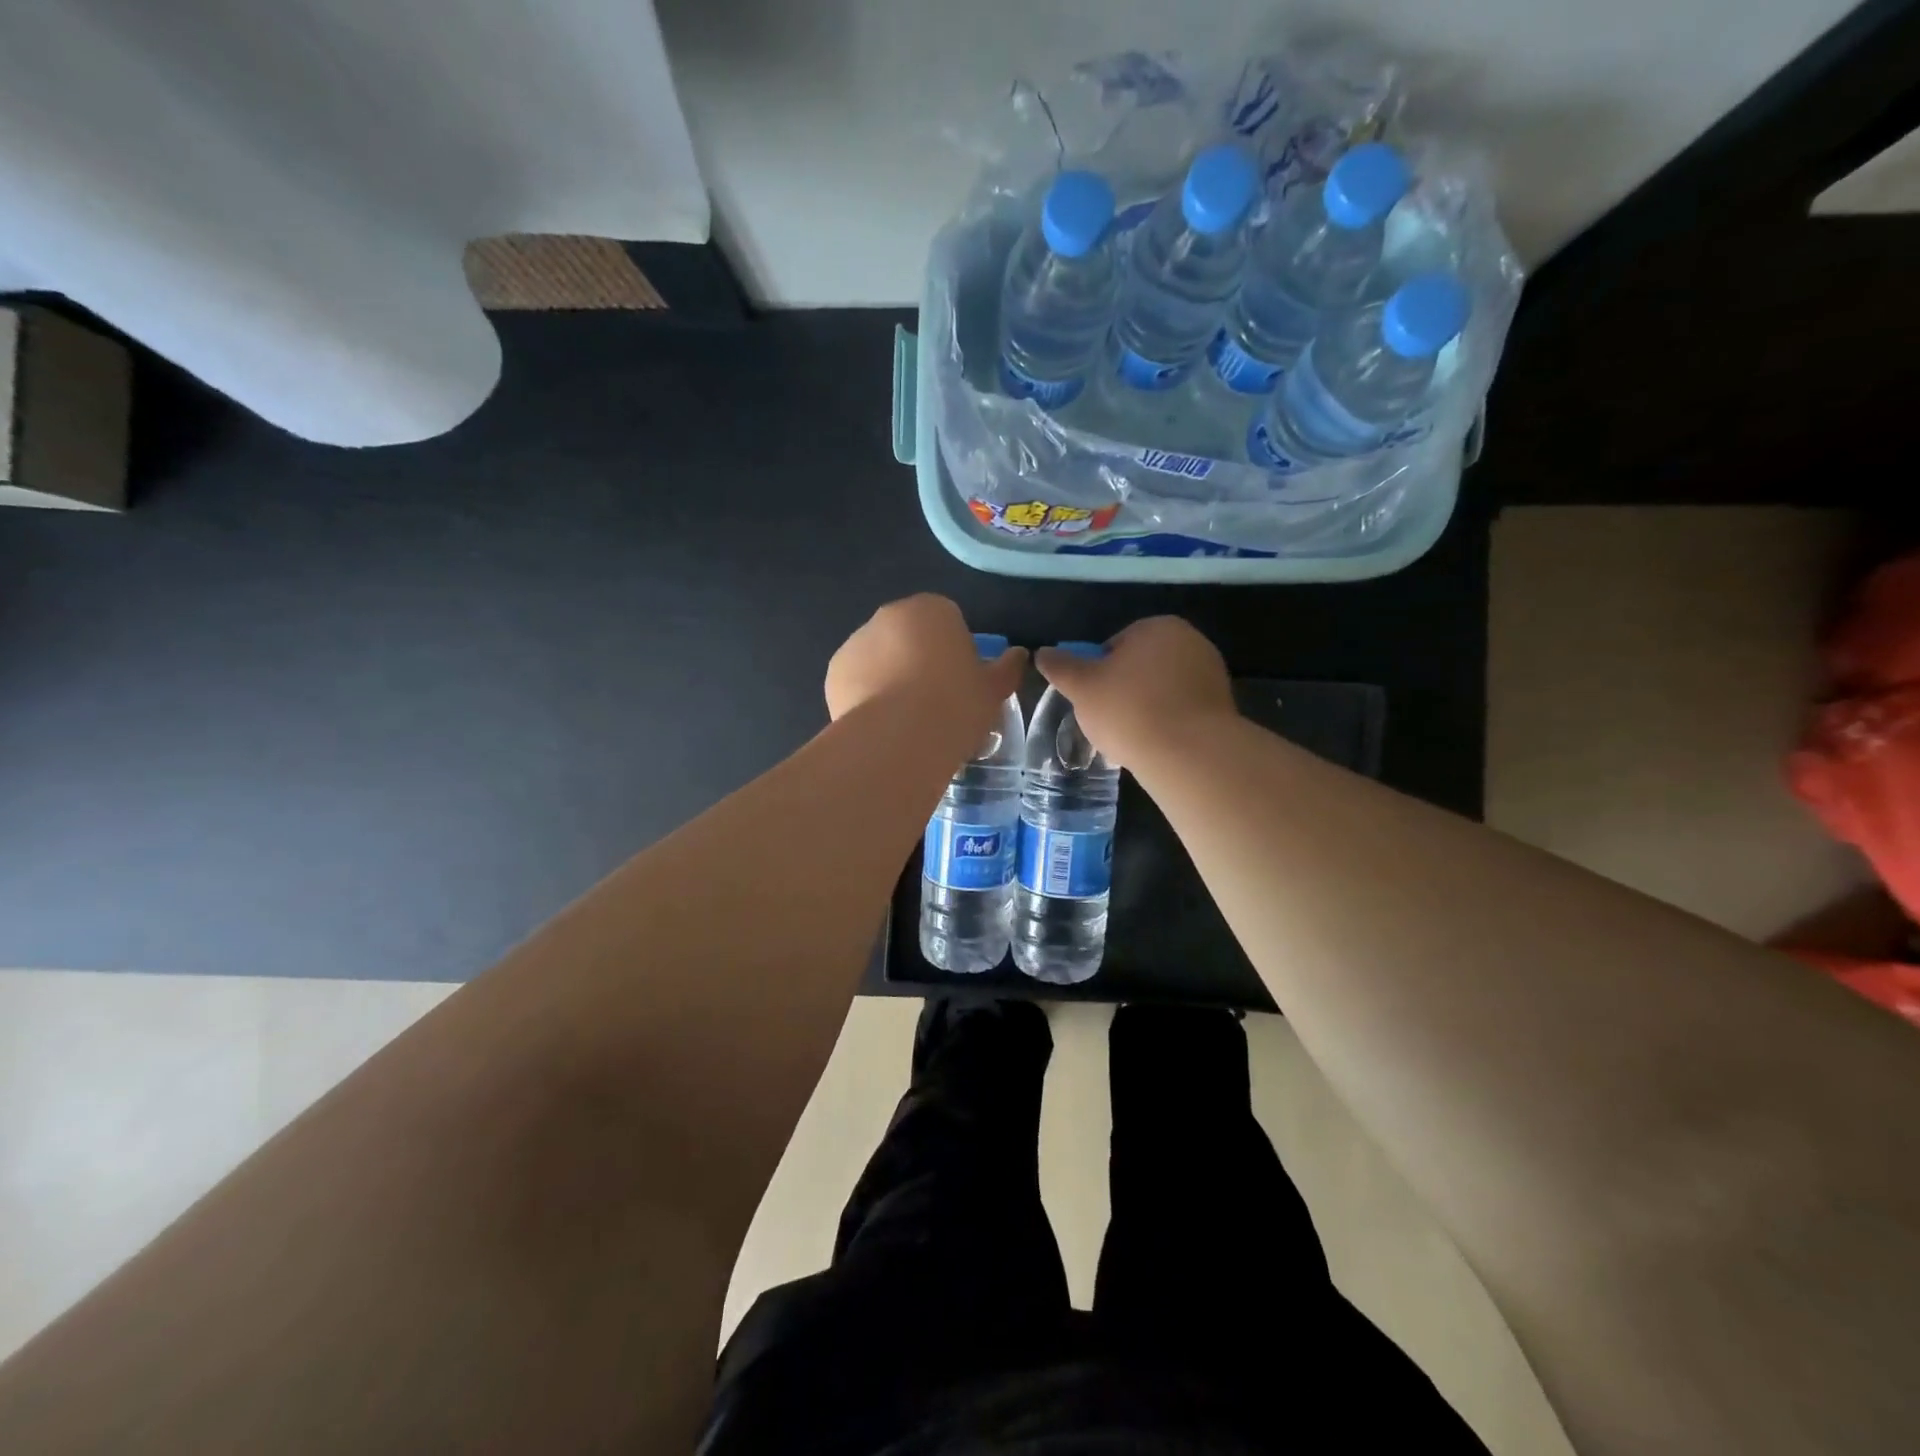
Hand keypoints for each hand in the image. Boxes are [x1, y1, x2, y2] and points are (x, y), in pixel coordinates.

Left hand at [826, 594, 1026, 724]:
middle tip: (935, 702)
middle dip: (919, 660)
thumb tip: (1018, 655)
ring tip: (906, 719)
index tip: (962, 683)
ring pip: (880, 657)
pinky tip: (882, 725)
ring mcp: (856, 642)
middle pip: (910, 636)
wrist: (899, 738)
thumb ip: (1007, 668)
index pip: (948, 621)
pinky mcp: (834, 672)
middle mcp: (889, 615)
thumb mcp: (993, 690)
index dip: (956, 652)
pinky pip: (857, 681)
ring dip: (890, 677)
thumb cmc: (956, 705)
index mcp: (932, 609)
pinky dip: (867, 696)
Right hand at [1035, 617, 1234, 766]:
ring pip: (1162, 689)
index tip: (1093, 701)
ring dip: (1146, 708)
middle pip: (1140, 666)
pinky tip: (1157, 744)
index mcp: (1157, 626)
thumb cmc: (1129, 710)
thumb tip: (1042, 652)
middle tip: (1109, 721)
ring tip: (1133, 737)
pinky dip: (1168, 722)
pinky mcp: (1223, 705)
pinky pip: (1182, 710)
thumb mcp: (1081, 687)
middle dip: (1124, 690)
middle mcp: (1190, 640)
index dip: (1097, 674)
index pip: (1113, 646)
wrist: (1190, 753)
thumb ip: (1060, 667)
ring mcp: (1211, 672)